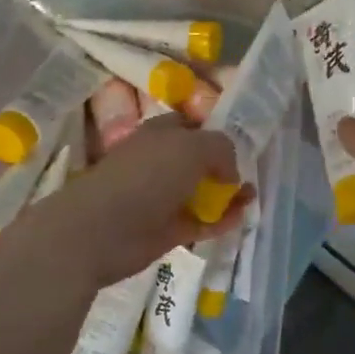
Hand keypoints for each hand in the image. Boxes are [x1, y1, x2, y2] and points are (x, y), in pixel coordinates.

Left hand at [13, 116, 245, 289]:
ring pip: (201, 192)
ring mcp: (162, 197)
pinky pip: (200, 222)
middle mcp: (160, 162)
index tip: (240, 141)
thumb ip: (221, 149)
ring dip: (227, 195)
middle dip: (224, 166)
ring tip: (251, 197)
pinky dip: (220, 221)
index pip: (190, 124)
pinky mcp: (167, 229)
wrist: (103, 229)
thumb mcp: (194, 146)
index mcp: (160, 133)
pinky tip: (239, 219)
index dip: (213, 129)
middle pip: (198, 160)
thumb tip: (231, 173)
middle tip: (250, 172)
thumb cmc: (147, 176)